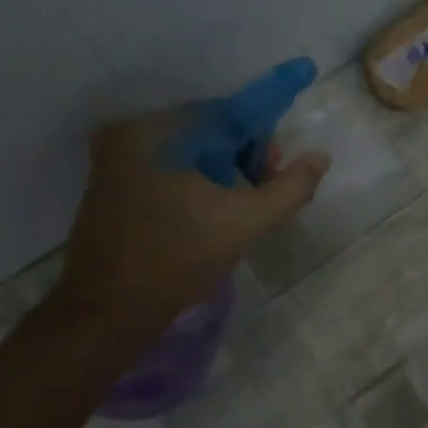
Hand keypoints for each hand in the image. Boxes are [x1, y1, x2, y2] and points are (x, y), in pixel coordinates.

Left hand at [49, 113, 328, 343]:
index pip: (226, 114)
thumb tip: (320, 156)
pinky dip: (195, 184)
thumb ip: (291, 187)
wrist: (108, 313)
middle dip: (243, 157)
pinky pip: (167, 170)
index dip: (262, 138)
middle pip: (207, 131)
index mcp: (154, 132)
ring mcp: (112, 161)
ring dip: (222, 173)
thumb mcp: (247, 222)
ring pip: (189, 153)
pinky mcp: (110, 187)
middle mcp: (127, 135)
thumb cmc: (178, 260)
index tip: (278, 168)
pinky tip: (207, 216)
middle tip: (262, 195)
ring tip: (236, 211)